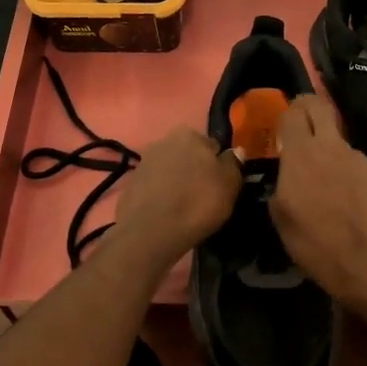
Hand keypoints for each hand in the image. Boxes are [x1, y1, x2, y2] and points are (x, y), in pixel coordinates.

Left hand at [112, 127, 241, 264]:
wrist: (152, 231)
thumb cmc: (198, 203)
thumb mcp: (229, 184)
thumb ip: (233, 163)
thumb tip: (236, 151)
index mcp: (189, 134)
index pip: (212, 146)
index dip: (218, 165)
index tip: (220, 184)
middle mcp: (164, 141)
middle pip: (188, 155)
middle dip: (195, 170)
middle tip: (204, 195)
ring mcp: (144, 162)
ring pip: (170, 170)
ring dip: (177, 182)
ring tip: (185, 207)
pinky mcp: (130, 184)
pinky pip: (154, 186)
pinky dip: (161, 195)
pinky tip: (167, 213)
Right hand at [271, 95, 366, 307]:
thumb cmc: (316, 242)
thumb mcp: (281, 218)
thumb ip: (280, 187)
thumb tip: (285, 178)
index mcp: (301, 154)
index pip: (293, 113)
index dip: (285, 115)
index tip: (280, 129)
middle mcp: (331, 147)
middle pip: (319, 107)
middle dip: (307, 109)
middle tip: (299, 126)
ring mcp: (358, 158)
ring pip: (337, 140)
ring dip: (327, 149)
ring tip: (323, 179)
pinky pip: (354, 163)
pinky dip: (345, 171)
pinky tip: (345, 197)